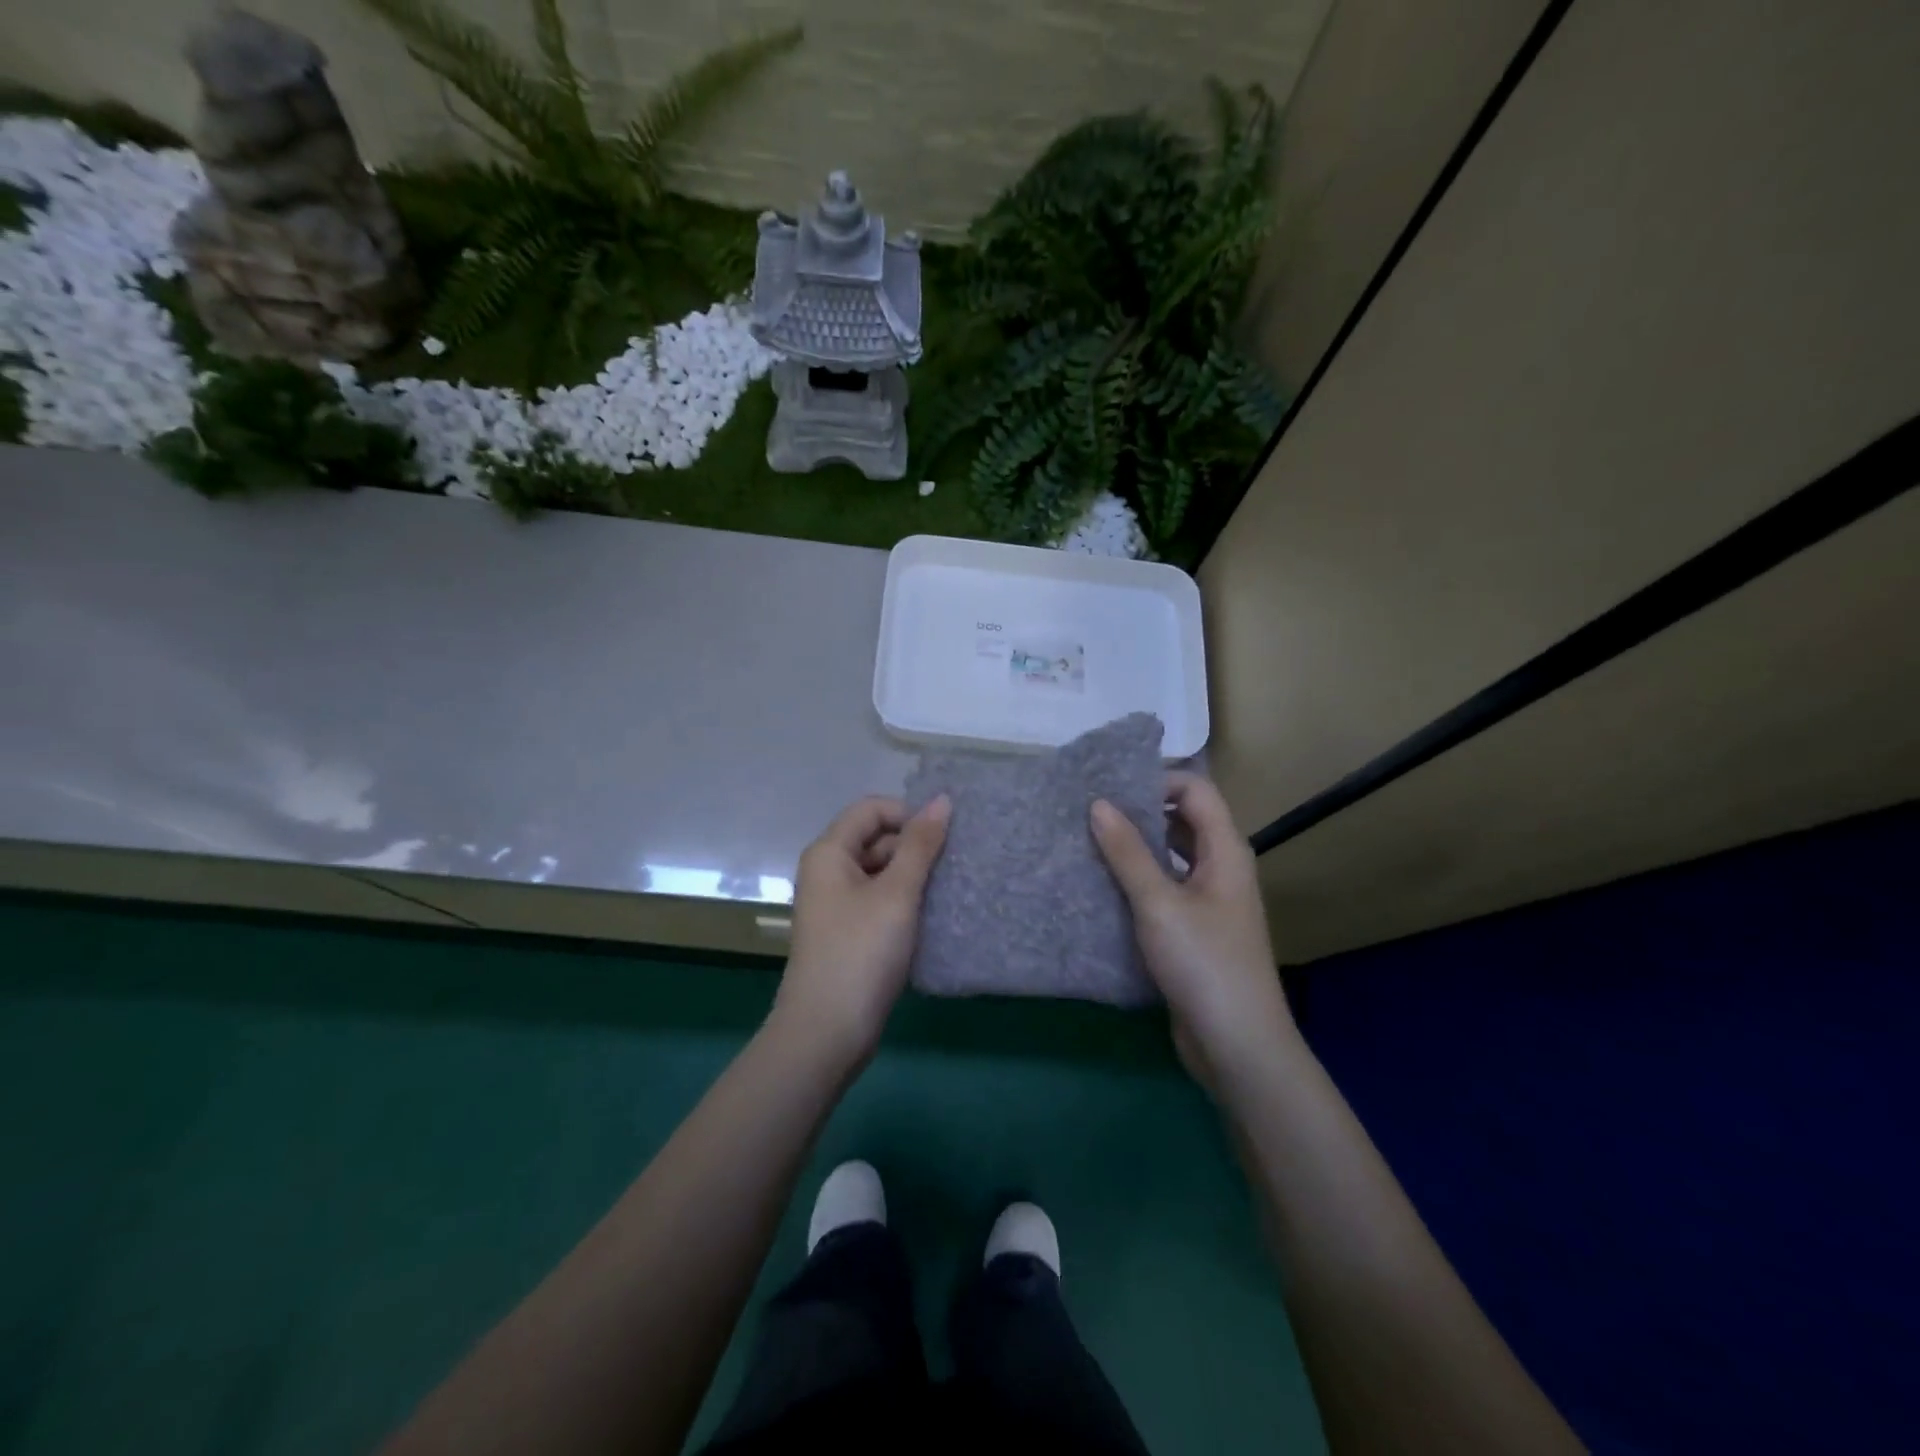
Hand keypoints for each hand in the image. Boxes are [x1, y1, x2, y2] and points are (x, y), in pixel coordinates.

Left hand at [772, 794, 950, 1067]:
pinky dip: (903, 901)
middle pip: (875, 838)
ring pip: (880, 871)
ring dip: (912, 875)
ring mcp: (835, 903)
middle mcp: (827, 871)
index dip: (909, 814)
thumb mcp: (897, 893)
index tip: (944, 838)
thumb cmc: (861, 952)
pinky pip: (878, 900)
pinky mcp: (847, 931)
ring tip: (948, 891)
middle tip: (954, 867)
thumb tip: (942, 800)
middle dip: (914, 846)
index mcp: (829, 852)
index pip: (872, 809)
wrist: (827, 1031)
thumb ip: (921, 845)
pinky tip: (930, 916)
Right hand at [1090, 773, 1296, 1092]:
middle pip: (1183, 820)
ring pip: (1172, 856)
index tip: (1110, 786)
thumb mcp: (1159, 903)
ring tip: (1089, 842)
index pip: (1196, 791)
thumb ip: (1128, 852)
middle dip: (1140, 811)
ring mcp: (1209, 901)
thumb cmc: (1204, 964)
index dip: (1157, 780)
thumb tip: (1098, 803)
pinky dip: (1138, 881)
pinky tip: (1103, 886)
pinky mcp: (1194, 930)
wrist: (1237, 1044)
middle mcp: (1221, 868)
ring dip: (1136, 848)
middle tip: (1090, 810)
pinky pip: (1165, 889)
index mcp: (1225, 851)